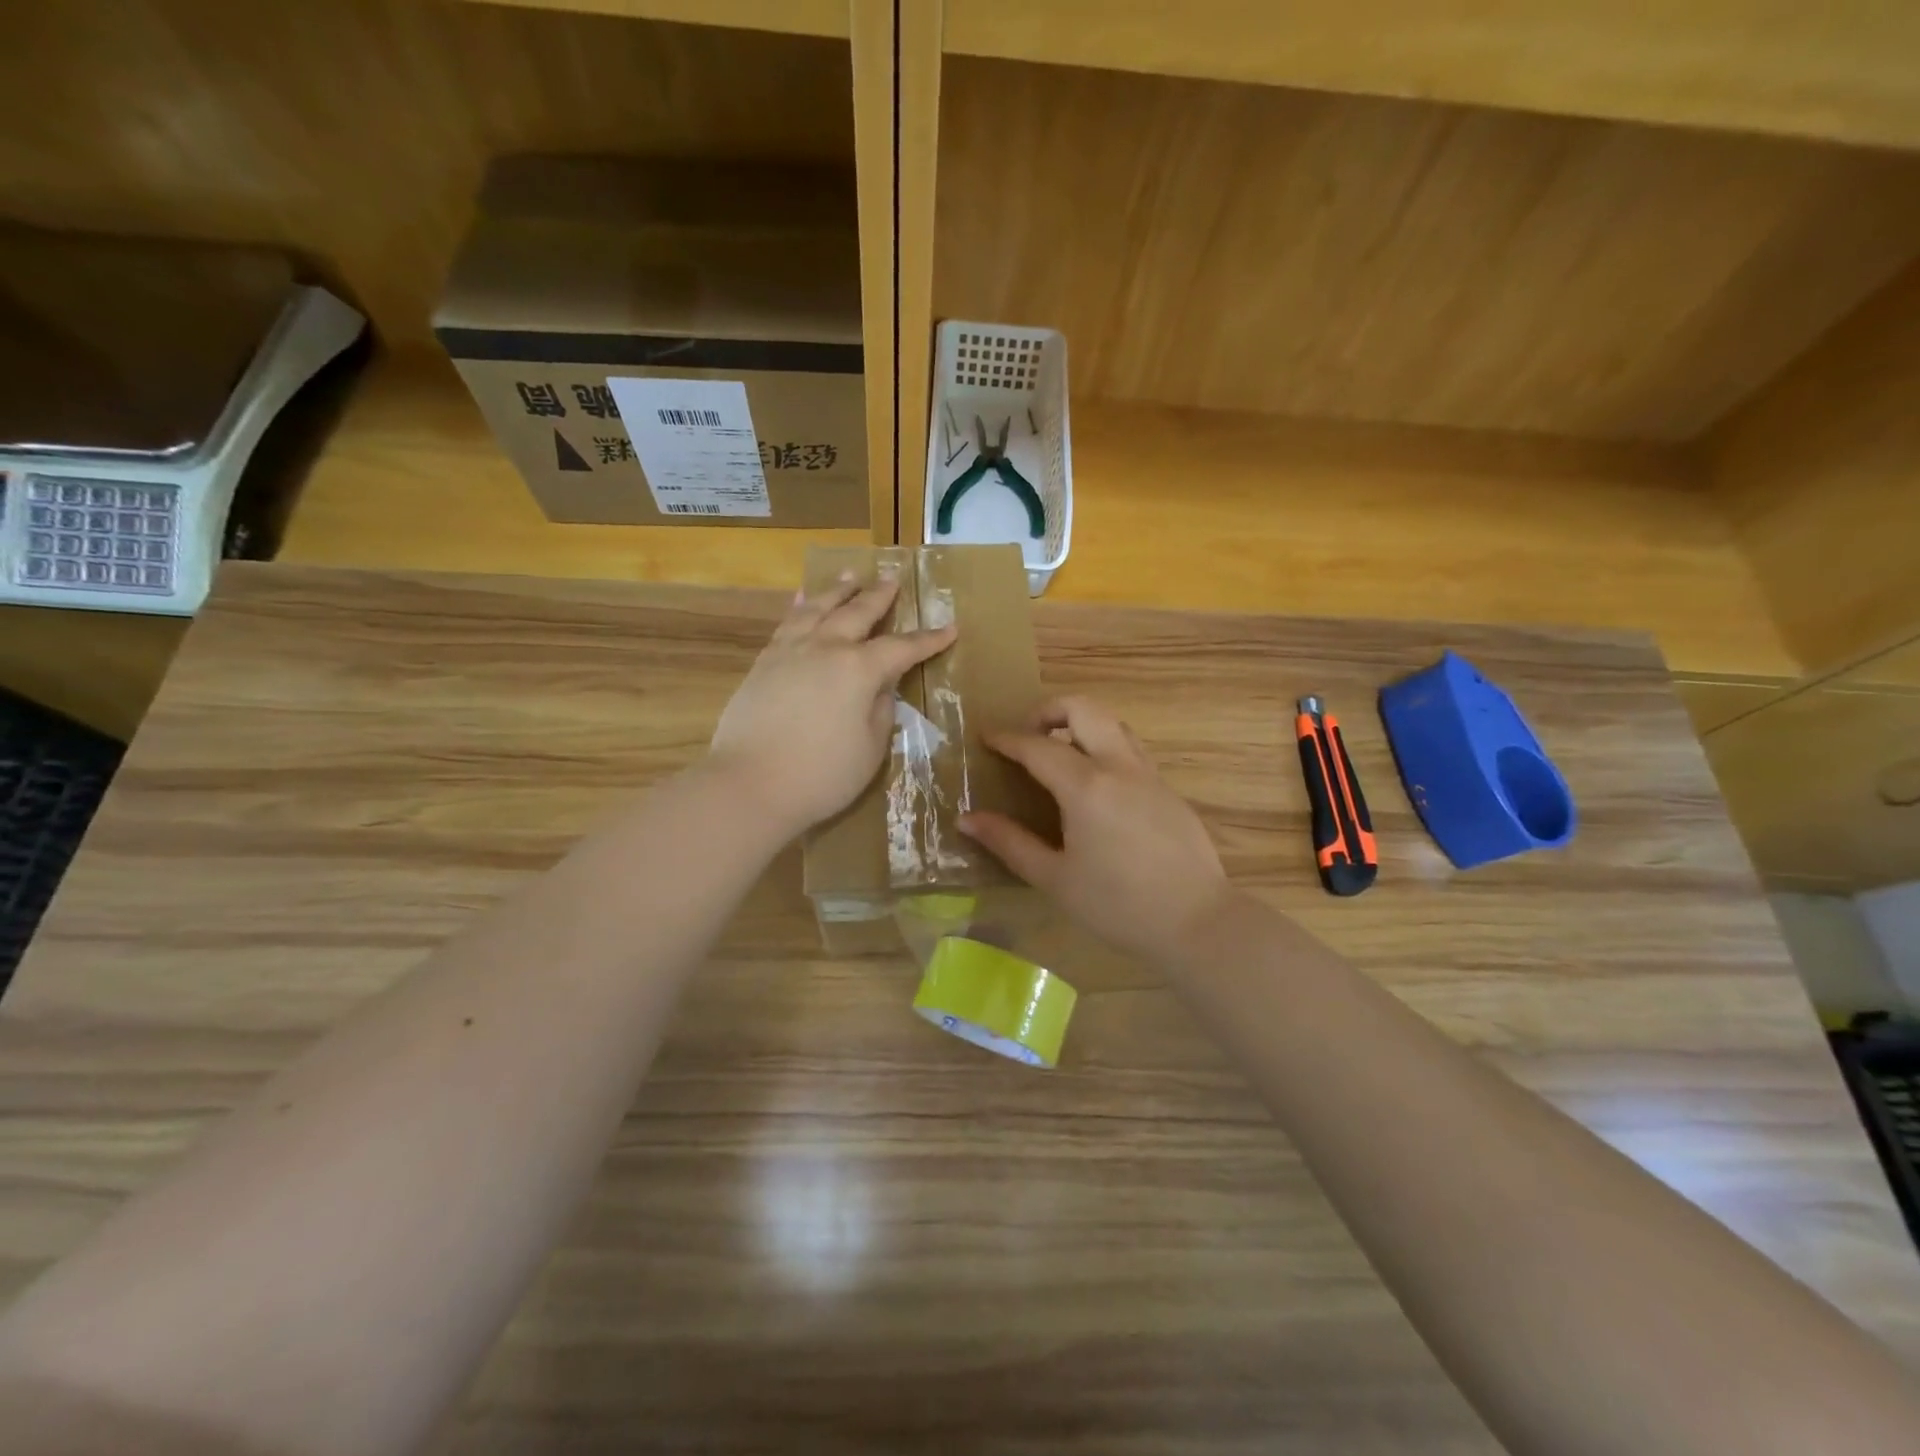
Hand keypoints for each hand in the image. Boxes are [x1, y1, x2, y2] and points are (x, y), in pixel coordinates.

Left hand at [708, 574, 955, 839]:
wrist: (749, 784)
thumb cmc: (822, 775)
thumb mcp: (870, 748)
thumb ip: (881, 711)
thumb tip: (880, 688)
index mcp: (859, 669)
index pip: (902, 648)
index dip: (928, 640)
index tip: (949, 628)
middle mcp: (826, 648)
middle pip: (857, 612)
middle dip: (879, 596)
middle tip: (892, 579)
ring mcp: (790, 651)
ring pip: (818, 608)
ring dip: (838, 590)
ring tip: (850, 574)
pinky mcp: (763, 663)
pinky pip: (787, 623)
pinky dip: (800, 606)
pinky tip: (802, 600)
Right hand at [959, 696, 1232, 967]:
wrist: (1196, 921)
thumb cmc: (1117, 905)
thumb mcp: (1054, 878)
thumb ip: (1009, 843)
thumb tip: (966, 820)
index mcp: (1086, 787)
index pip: (1038, 746)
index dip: (1007, 738)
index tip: (986, 737)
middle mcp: (1119, 767)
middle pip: (1084, 709)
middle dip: (1049, 710)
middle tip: (1027, 735)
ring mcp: (1149, 775)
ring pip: (1113, 724)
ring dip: (1081, 725)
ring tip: (1059, 754)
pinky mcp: (1168, 790)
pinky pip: (1131, 750)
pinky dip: (1104, 747)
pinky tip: (1096, 787)